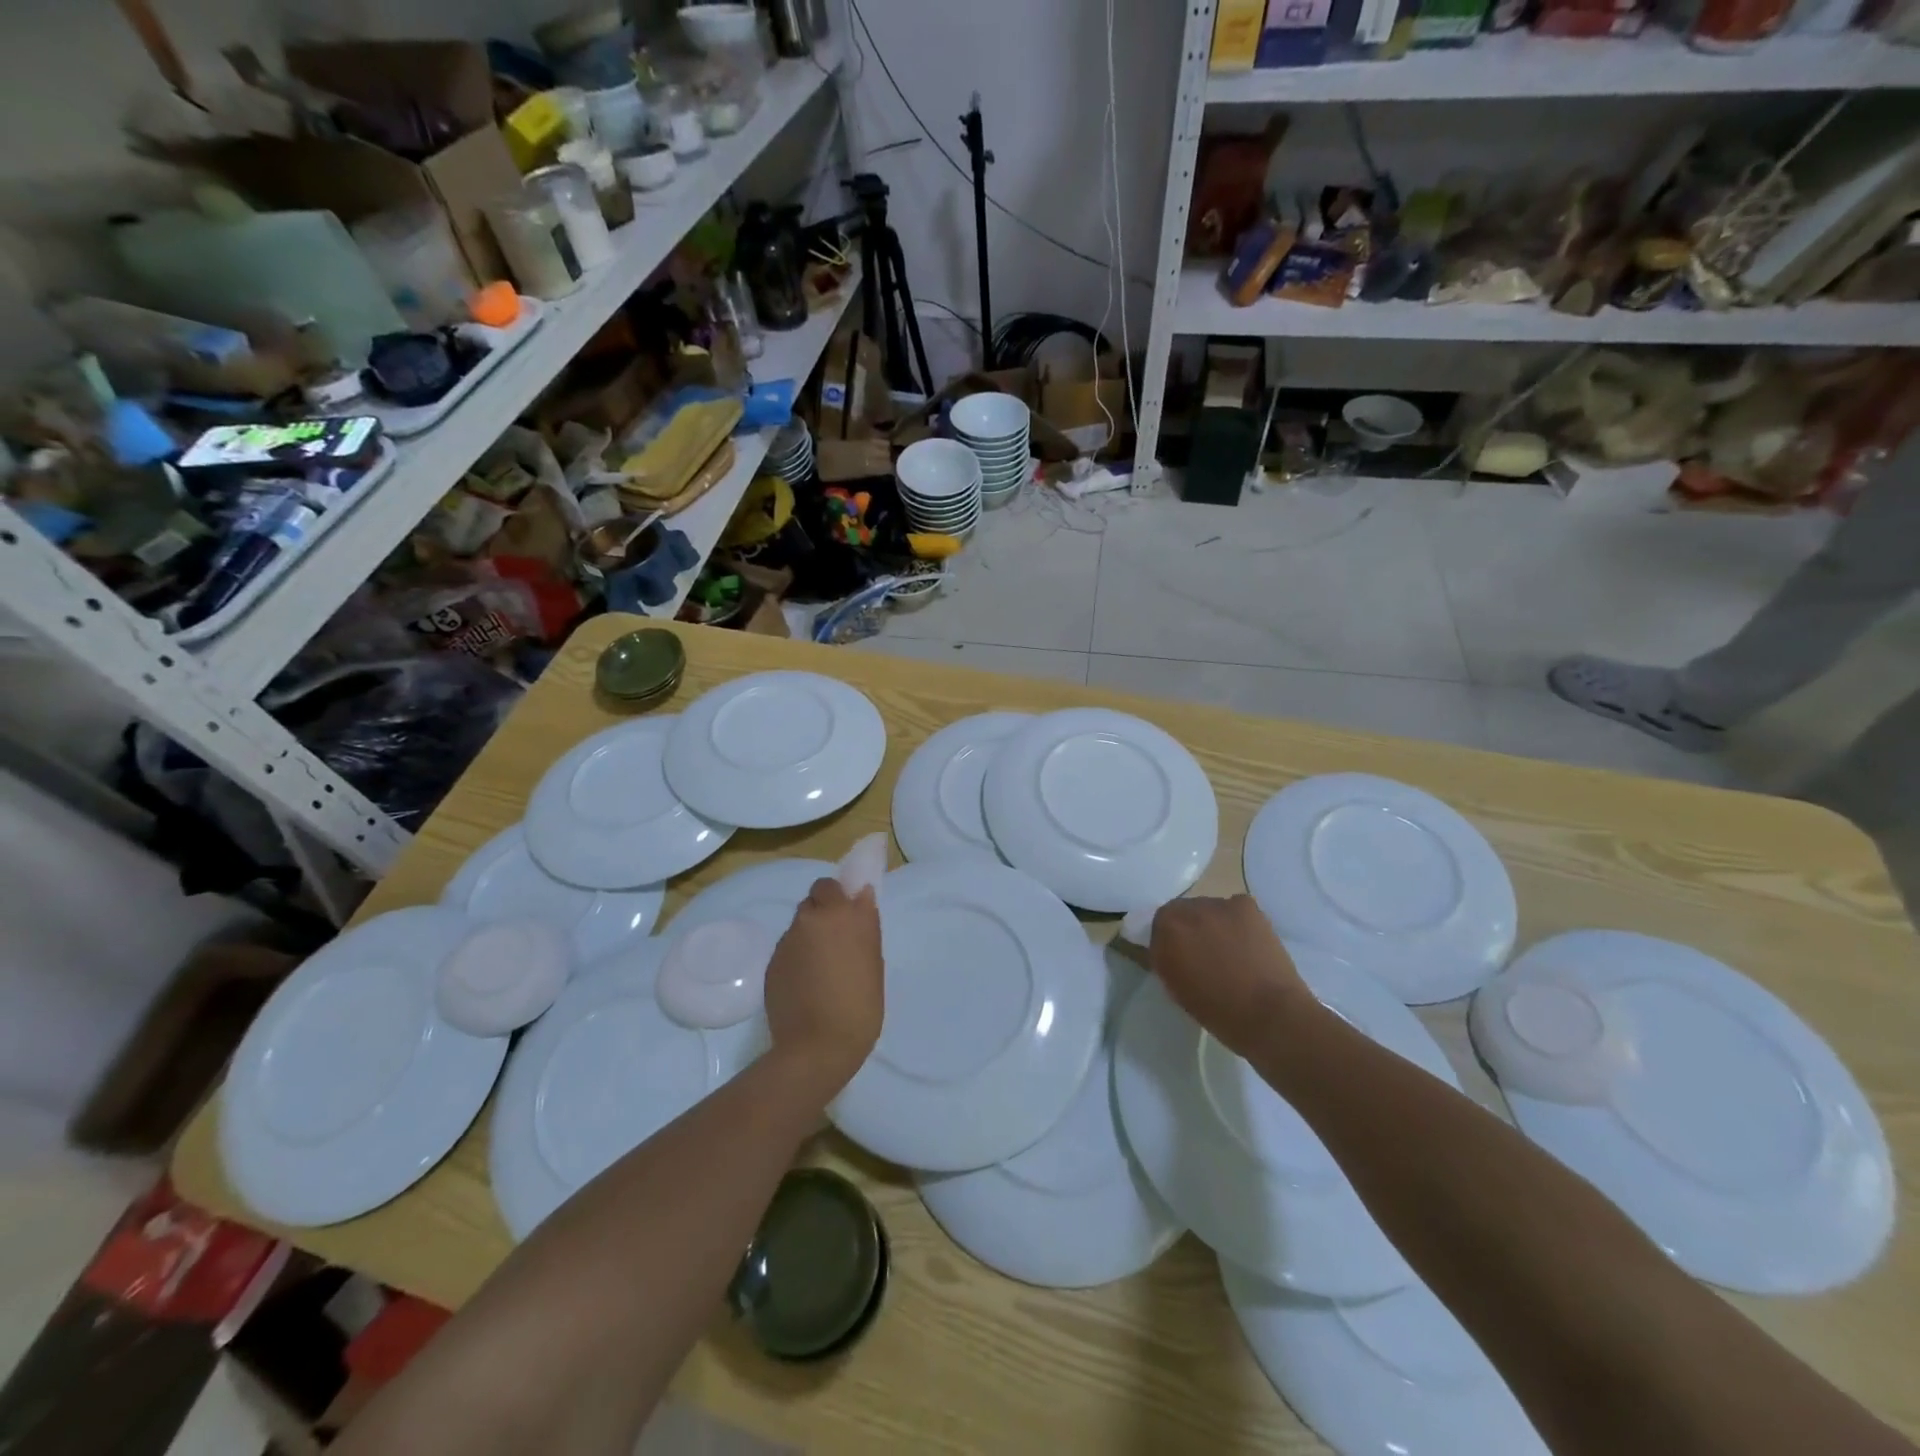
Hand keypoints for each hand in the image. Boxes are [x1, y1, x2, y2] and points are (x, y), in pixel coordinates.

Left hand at [763, 878, 883, 1099]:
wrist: (817, 1046)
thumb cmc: (860, 1005)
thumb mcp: (873, 962)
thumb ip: (864, 926)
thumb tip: (860, 899)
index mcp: (841, 915)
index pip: (830, 884)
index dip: (837, 896)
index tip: (848, 912)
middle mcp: (811, 920)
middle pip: (812, 901)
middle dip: (822, 913)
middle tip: (836, 940)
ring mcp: (787, 941)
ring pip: (798, 926)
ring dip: (809, 936)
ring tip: (821, 967)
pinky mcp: (772, 964)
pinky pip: (787, 950)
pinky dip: (797, 959)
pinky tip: (806, 984)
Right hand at [1149, 896, 1315, 1058]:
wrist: (1270, 1014)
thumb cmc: (1218, 1011)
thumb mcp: (1175, 987)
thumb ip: (1165, 959)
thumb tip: (1169, 948)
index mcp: (1165, 931)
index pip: (1157, 925)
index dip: (1168, 940)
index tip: (1178, 956)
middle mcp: (1187, 910)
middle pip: (1181, 911)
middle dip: (1189, 928)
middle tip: (1203, 951)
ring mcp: (1218, 904)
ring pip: (1208, 908)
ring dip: (1212, 923)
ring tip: (1230, 947)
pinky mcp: (1246, 905)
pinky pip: (1233, 907)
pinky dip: (1236, 920)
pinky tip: (1247, 941)